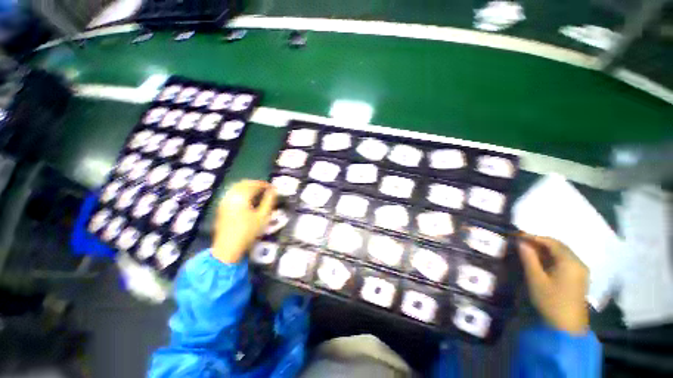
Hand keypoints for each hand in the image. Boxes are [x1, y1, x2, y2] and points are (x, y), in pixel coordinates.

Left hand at [212, 180, 276, 263]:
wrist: (228, 248)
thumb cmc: (248, 232)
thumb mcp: (263, 216)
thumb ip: (269, 201)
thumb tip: (274, 190)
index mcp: (241, 197)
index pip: (254, 185)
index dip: (264, 184)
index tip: (273, 187)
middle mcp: (230, 196)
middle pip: (243, 183)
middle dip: (256, 184)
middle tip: (266, 189)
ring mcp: (224, 201)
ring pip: (236, 187)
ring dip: (248, 187)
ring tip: (258, 193)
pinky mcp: (221, 207)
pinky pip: (232, 193)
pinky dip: (241, 192)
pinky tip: (247, 199)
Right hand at [518, 233, 589, 334]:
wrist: (567, 327)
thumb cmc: (550, 301)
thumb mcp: (536, 279)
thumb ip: (528, 258)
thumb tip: (521, 242)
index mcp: (569, 262)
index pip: (551, 242)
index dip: (534, 237)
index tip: (517, 235)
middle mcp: (578, 263)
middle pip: (559, 246)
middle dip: (540, 242)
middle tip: (522, 241)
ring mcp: (580, 271)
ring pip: (562, 253)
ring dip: (545, 249)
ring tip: (528, 249)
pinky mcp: (579, 278)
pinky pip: (565, 260)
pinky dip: (552, 257)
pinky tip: (541, 260)